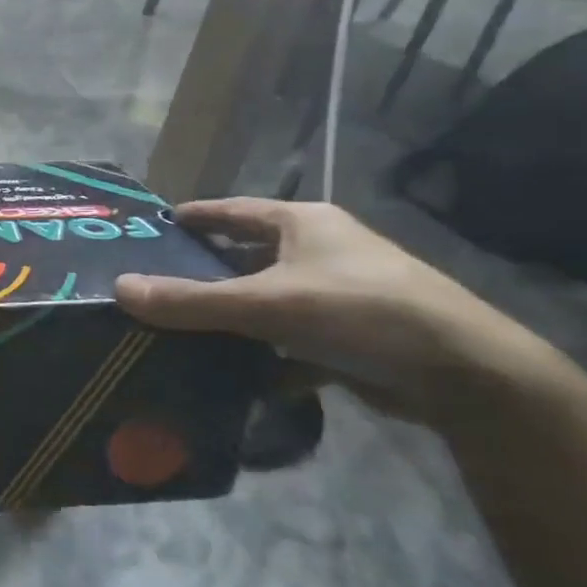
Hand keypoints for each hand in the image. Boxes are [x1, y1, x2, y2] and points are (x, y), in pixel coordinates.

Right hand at [113, 199, 550, 423]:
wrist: (467, 375)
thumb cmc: (362, 312)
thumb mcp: (267, 304)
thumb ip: (191, 300)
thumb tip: (118, 289)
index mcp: (303, 224)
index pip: (233, 210)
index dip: (194, 217)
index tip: (153, 228)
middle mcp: (321, 251)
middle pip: (246, 257)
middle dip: (204, 272)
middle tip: (153, 286)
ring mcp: (338, 294)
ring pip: (266, 300)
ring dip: (230, 316)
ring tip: (178, 331)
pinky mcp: (350, 336)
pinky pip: (288, 338)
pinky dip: (262, 354)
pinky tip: (230, 374)